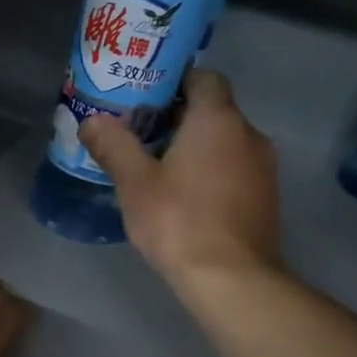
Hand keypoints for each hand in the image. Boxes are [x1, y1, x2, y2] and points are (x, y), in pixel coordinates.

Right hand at [79, 68, 284, 292]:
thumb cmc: (180, 222)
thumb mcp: (135, 183)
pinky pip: (234, 168)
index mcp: (218, 120)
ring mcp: (263, 167)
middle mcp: (249, 134)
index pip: (204, 77)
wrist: (232, 279)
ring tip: (156, 166)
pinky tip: (183, 196)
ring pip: (224, 141)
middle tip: (138, 133)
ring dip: (194, 146)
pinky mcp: (265, 197)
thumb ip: (113, 145)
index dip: (174, 80)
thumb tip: (91, 120)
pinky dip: (210, 170)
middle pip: (212, 110)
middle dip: (176, 117)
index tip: (144, 97)